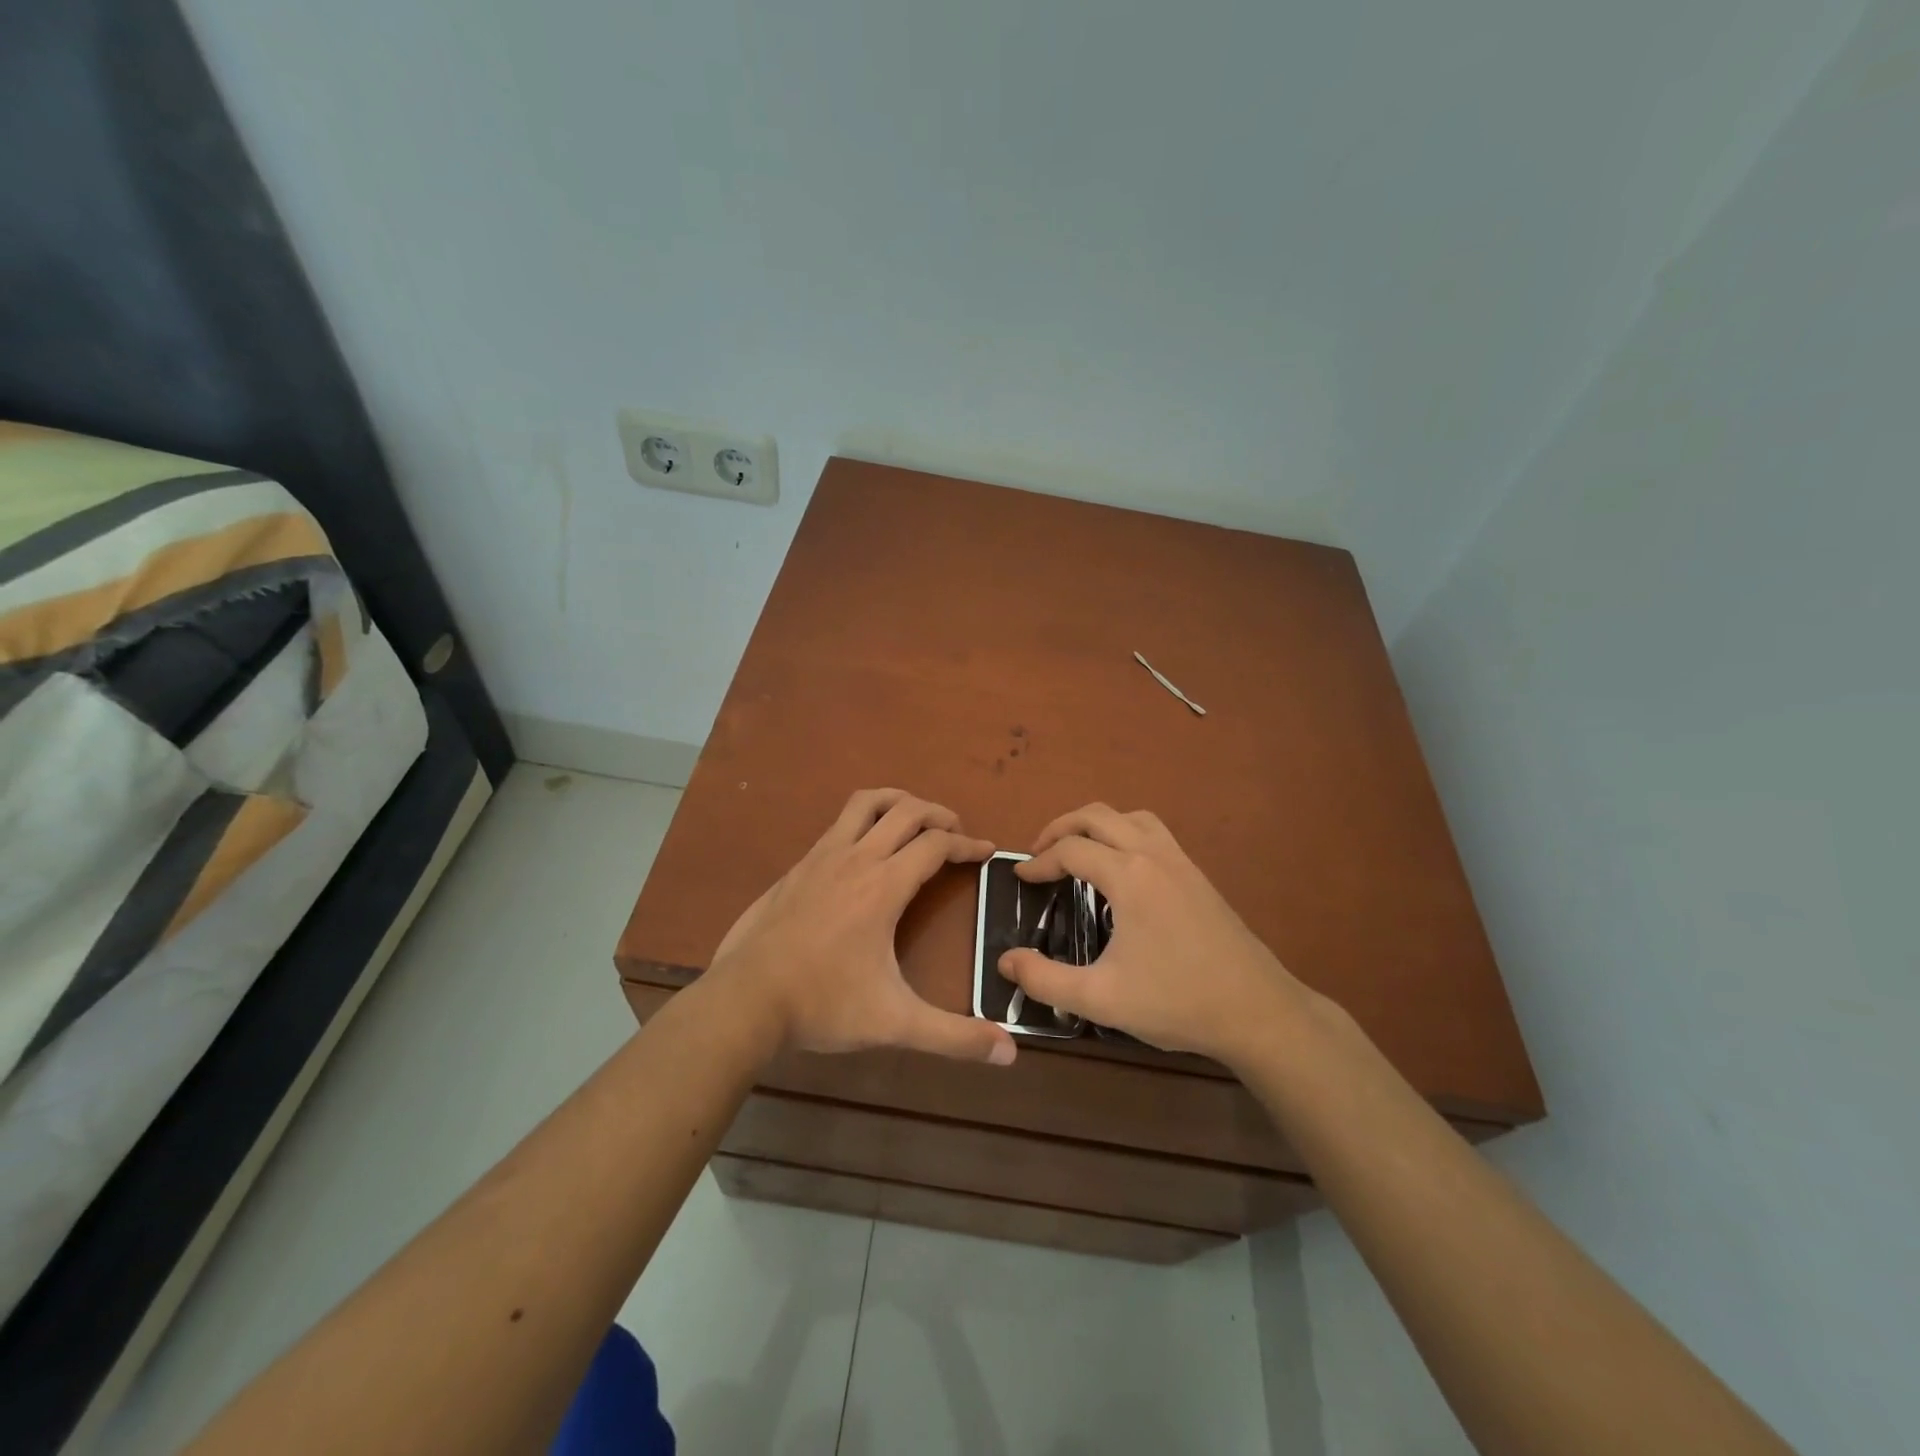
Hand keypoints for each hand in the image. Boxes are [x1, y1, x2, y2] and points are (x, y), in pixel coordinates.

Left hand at [710, 788, 1016, 1065]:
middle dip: (938, 814)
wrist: (744, 1000)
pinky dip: (864, 820)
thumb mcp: (894, 1023)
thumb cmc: (823, 1004)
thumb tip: (1009, 1052)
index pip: (936, 845)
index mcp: (884, 886)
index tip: (987, 851)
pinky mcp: (797, 866)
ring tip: (915, 818)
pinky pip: (839, 824)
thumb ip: (953, 1036)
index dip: (967, 844)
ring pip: (866, 803)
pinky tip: (864, 849)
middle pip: (906, 811)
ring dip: (898, 802)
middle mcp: (856, 859)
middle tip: (956, 831)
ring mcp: (821, 857)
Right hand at [997, 804, 1309, 1068]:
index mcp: (1129, 876)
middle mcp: (1154, 854)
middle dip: (1060, 827)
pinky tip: (1122, 868)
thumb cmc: (1176, 1001)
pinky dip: (1125, 832)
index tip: (1020, 879)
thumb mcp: (1101, 998)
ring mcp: (1181, 861)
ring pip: (1130, 816)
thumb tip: (1006, 961)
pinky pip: (1154, 831)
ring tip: (1077, 850)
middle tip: (1039, 853)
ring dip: (1096, 824)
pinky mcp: (1198, 875)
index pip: (1071, 849)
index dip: (1039, 862)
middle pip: (1097, 815)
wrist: (1257, 1011)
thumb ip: (1045, 979)